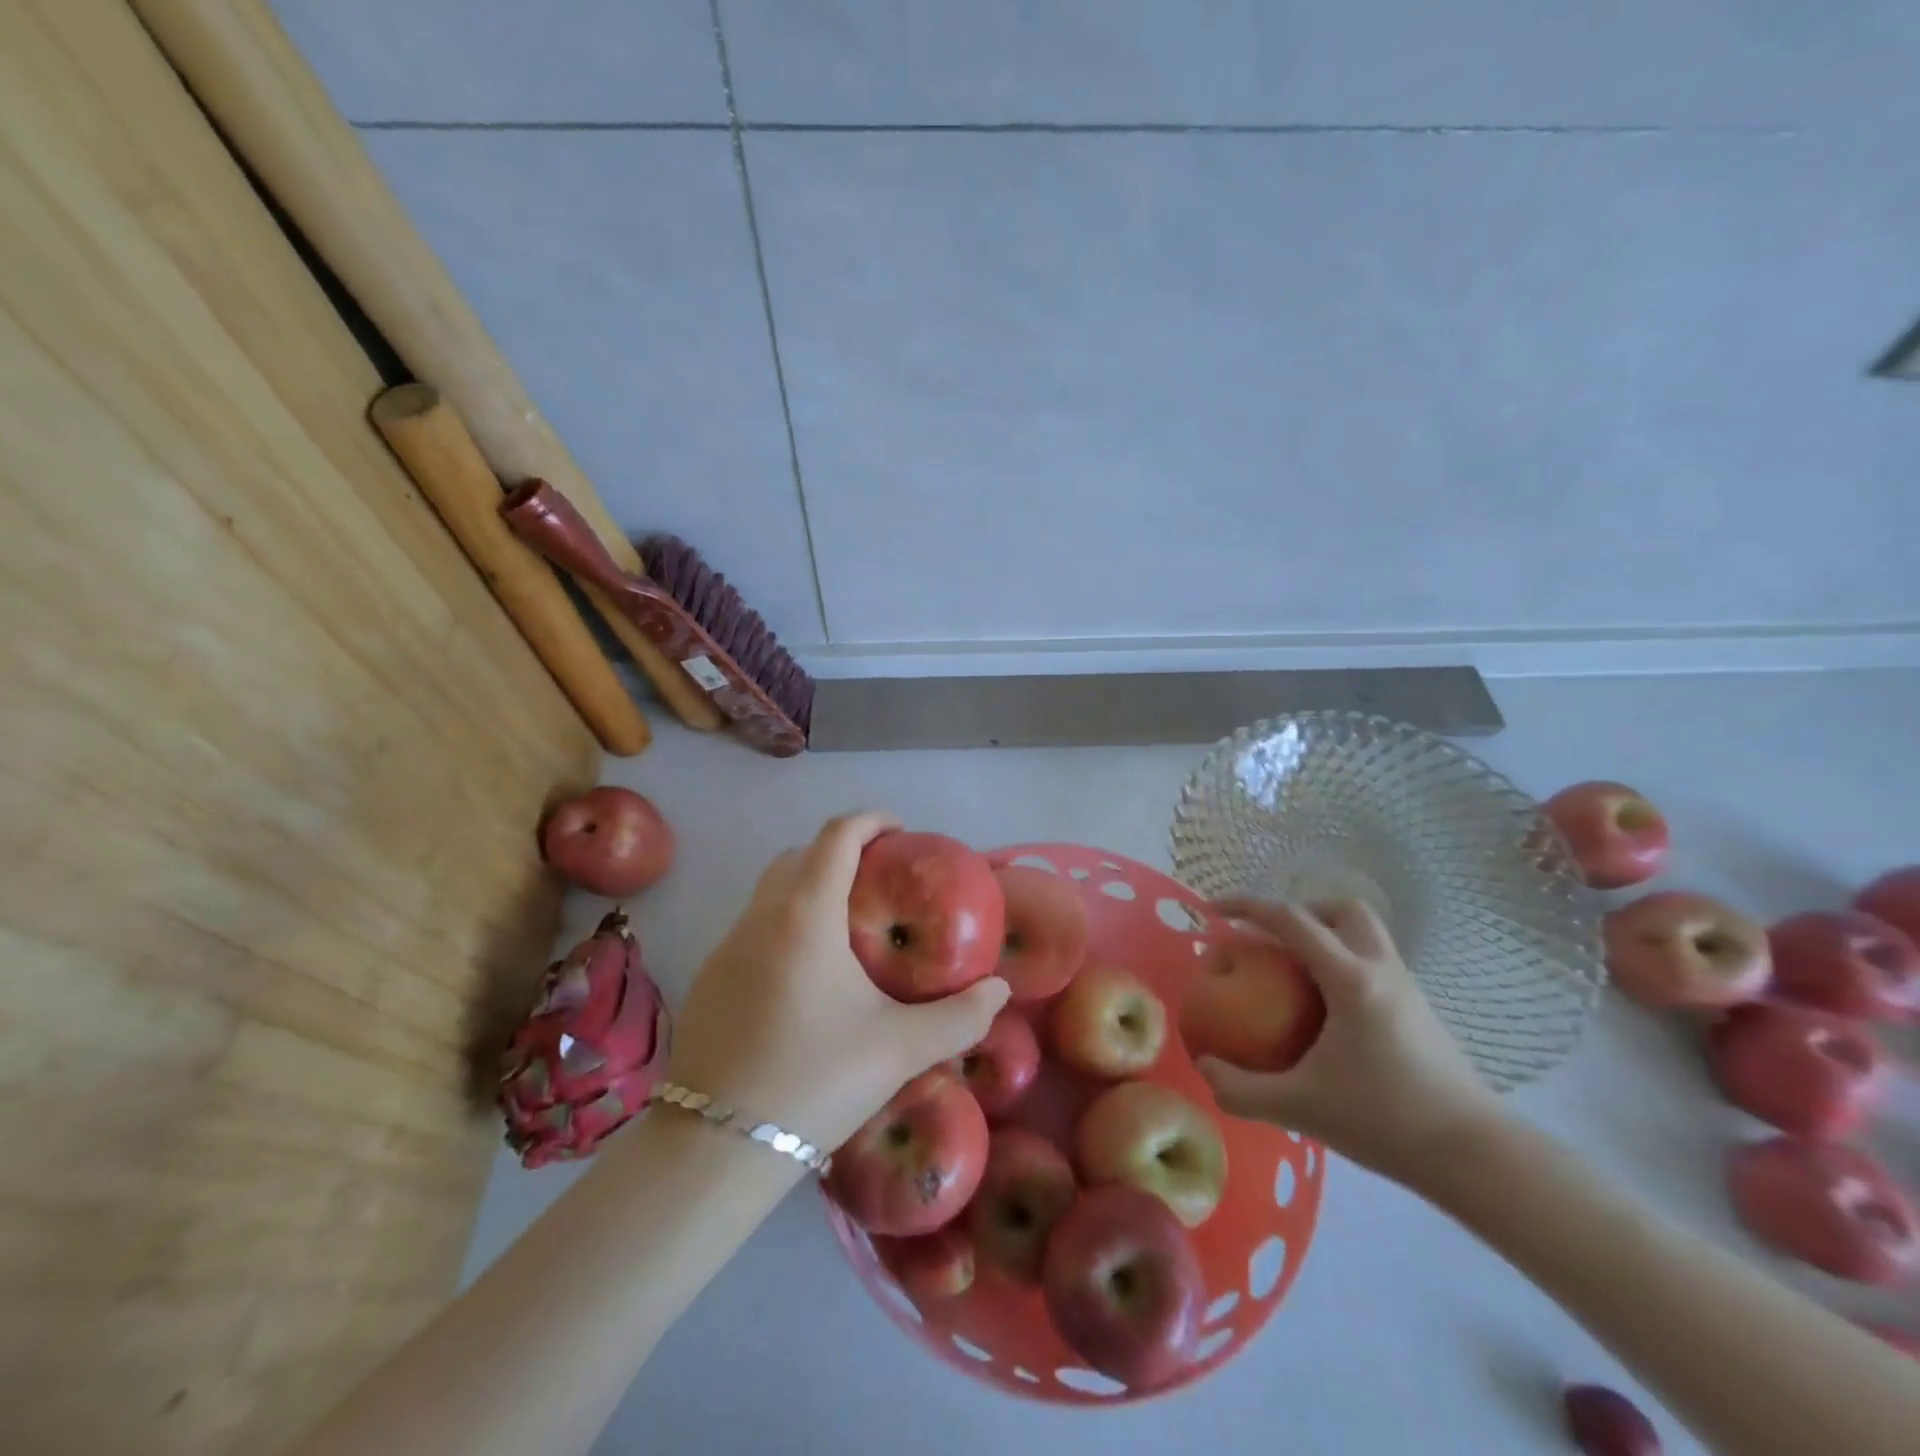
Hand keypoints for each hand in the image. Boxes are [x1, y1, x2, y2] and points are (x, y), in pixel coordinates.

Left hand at [667, 812, 1009, 1154]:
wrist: (717, 1148)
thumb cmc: (817, 1080)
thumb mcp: (900, 1049)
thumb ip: (960, 1017)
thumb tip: (1000, 991)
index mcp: (806, 916)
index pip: (836, 836)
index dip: (870, 820)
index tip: (898, 829)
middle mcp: (760, 917)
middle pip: (799, 855)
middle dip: (838, 851)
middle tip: (877, 878)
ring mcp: (726, 947)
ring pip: (769, 891)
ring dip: (807, 888)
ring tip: (845, 927)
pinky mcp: (707, 979)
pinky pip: (751, 928)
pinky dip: (782, 924)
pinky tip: (804, 976)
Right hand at [1194, 897, 1504, 1189]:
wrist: (1476, 1157)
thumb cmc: (1386, 1120)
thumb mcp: (1300, 1108)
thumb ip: (1242, 1090)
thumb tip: (1204, 1068)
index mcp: (1350, 979)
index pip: (1291, 920)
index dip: (1246, 906)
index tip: (1213, 912)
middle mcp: (1381, 969)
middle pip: (1342, 909)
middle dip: (1302, 911)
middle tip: (1272, 941)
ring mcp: (1407, 988)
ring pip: (1365, 934)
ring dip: (1326, 936)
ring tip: (1295, 975)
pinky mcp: (1420, 1011)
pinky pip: (1374, 964)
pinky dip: (1343, 966)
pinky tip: (1328, 1013)